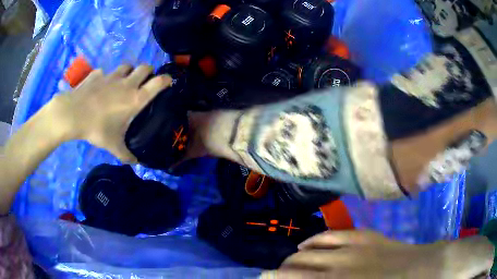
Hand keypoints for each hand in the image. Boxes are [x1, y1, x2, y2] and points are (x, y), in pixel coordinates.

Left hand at [53, 65, 171, 161]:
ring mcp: (111, 76)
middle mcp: (126, 83)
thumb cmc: (97, 128)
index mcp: (135, 98)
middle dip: (148, 72)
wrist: (73, 114)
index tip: (168, 82)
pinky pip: (104, 73)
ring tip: (123, 81)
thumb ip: (126, 154)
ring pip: (126, 66)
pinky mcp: (97, 74)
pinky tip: (100, 87)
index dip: (166, 80)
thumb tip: (135, 163)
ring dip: (128, 72)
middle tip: (144, 81)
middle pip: (145, 67)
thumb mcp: (113, 145)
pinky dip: (105, 78)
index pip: (158, 82)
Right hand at [261, 230, 493, 278]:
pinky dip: (313, 240)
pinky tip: (305, 244)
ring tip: (289, 262)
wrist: (418, 270)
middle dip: (281, 271)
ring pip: (309, 249)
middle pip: (296, 265)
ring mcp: (350, 247)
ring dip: (294, 257)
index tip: (262, 278)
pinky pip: (330, 234)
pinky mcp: (362, 235)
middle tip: (276, 275)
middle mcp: (336, 266)